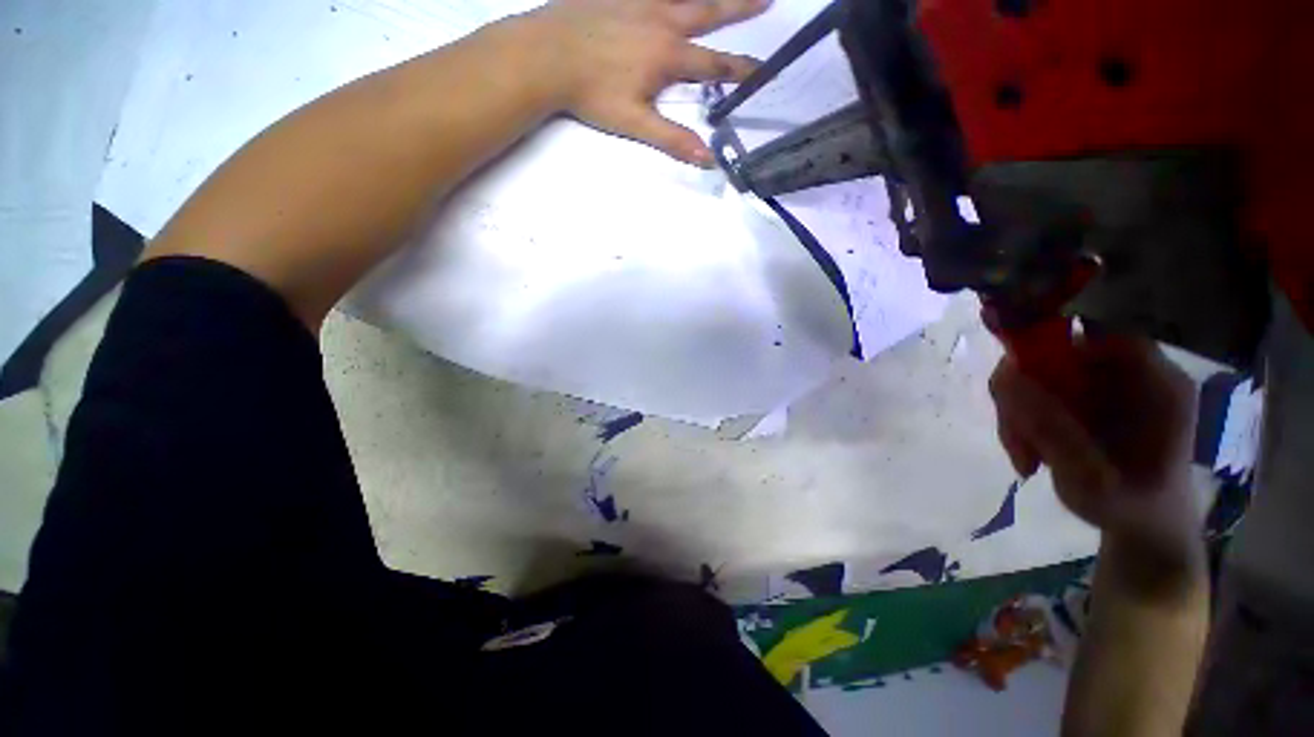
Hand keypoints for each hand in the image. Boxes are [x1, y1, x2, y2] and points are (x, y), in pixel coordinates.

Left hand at [529, 0, 768, 164]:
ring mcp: (640, 1)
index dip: (741, 71)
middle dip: (741, 7)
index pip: (715, 66)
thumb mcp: (635, 123)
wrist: (547, 55)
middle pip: (709, 12)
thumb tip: (708, 159)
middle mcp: (661, 20)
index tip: (765, 69)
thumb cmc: (592, 94)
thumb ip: (673, 140)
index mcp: (668, 56)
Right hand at [989, 335, 1203, 574]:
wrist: (1143, 529)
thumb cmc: (1130, 508)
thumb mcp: (1091, 479)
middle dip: (1025, 393)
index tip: (1018, 379)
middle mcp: (1131, 375)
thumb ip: (1053, 429)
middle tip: (1015, 437)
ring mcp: (1104, 386)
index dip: (1056, 345)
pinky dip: (1021, 421)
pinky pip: (1036, 393)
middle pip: (1061, 354)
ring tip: (1024, 455)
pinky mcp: (1082, 400)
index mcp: (1157, 385)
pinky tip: (1027, 453)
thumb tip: (1006, 377)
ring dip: (1018, 412)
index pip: (1103, 334)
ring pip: (1039, 375)